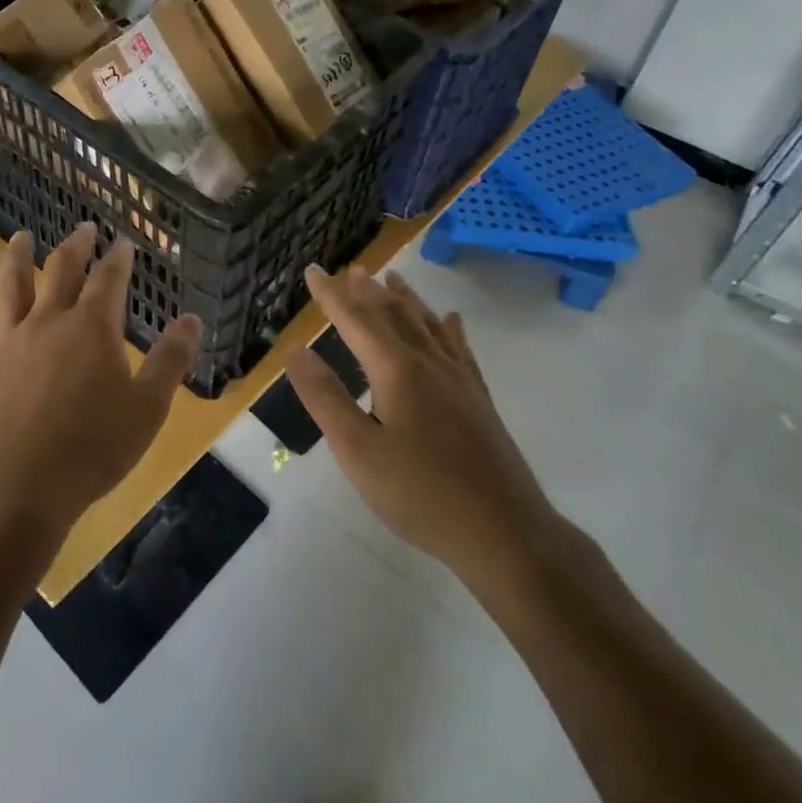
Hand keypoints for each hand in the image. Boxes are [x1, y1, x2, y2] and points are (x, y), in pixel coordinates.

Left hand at [0, 223, 201, 538]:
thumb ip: (171, 360)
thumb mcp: (148, 407)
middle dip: (76, 247)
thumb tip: (192, 319)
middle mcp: (49, 322)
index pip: (109, 279)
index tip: (124, 242)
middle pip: (62, 272)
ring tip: (23, 237)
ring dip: (19, 259)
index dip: (119, 258)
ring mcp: (11, 342)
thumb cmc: (92, 448)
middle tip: (84, 228)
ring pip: (13, 288)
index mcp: (92, 328)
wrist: (18, 487)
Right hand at [288, 266, 565, 594]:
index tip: (312, 270)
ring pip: (427, 325)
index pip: (355, 320)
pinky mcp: (479, 399)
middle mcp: (429, 363)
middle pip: (394, 315)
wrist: (505, 533)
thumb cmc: (421, 494)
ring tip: (392, 279)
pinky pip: (460, 348)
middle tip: (352, 270)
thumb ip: (325, 397)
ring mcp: (460, 379)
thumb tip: (295, 350)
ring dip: (406, 299)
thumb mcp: (358, 451)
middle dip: (368, 291)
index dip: (330, 295)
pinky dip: (448, 327)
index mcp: (396, 370)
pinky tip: (450, 319)